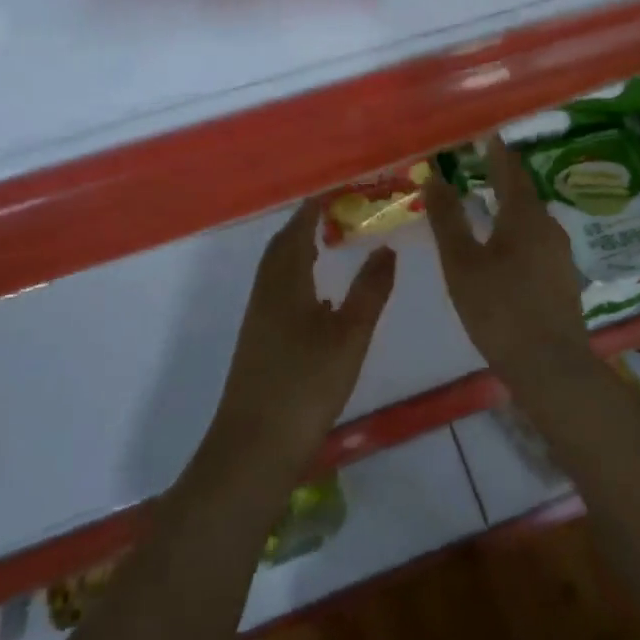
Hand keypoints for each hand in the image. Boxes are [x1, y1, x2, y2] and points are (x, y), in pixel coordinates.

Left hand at [210, 199, 396, 475]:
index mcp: (285, 283)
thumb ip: (370, 291)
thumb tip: (386, 248)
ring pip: (275, 272)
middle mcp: (266, 294)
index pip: (296, 231)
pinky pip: (275, 293)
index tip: (334, 191)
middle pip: (280, 248)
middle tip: (332, 213)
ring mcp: (258, 320)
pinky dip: (294, 279)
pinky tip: (315, 299)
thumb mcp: (349, 336)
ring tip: (325, 245)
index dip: (312, 208)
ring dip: (296, 251)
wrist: (254, 448)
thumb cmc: (305, 386)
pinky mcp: (257, 344)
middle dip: (302, 226)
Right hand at [421, 138, 590, 378]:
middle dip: (502, 177)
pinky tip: (504, 246)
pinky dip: (517, 231)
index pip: (510, 169)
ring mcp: (560, 254)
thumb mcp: (462, 262)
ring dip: (510, 205)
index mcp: (524, 216)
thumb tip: (433, 177)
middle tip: (478, 165)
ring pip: (531, 218)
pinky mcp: (563, 278)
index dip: (496, 151)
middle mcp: (548, 227)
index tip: (483, 135)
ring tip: (486, 202)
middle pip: (524, 192)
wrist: (550, 366)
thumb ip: (447, 218)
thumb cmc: (499, 309)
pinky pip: (537, 240)